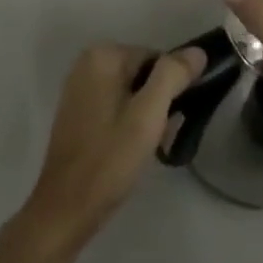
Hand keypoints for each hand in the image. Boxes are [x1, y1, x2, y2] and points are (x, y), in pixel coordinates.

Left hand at [17, 43, 203, 249]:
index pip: (157, 60)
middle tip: (160, 138)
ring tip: (146, 148)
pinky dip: (127, 123)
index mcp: (103, 55)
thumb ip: (173, 76)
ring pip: (131, 93)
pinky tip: (129, 150)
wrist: (64, 211)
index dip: (170, 90)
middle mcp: (88, 63)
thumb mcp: (149, 115)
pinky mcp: (77, 112)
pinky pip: (115, 106)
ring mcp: (80, 88)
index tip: (170, 122)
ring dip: (145, 117)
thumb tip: (198, 51)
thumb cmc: (109, 159)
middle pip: (143, 75)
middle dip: (157, 104)